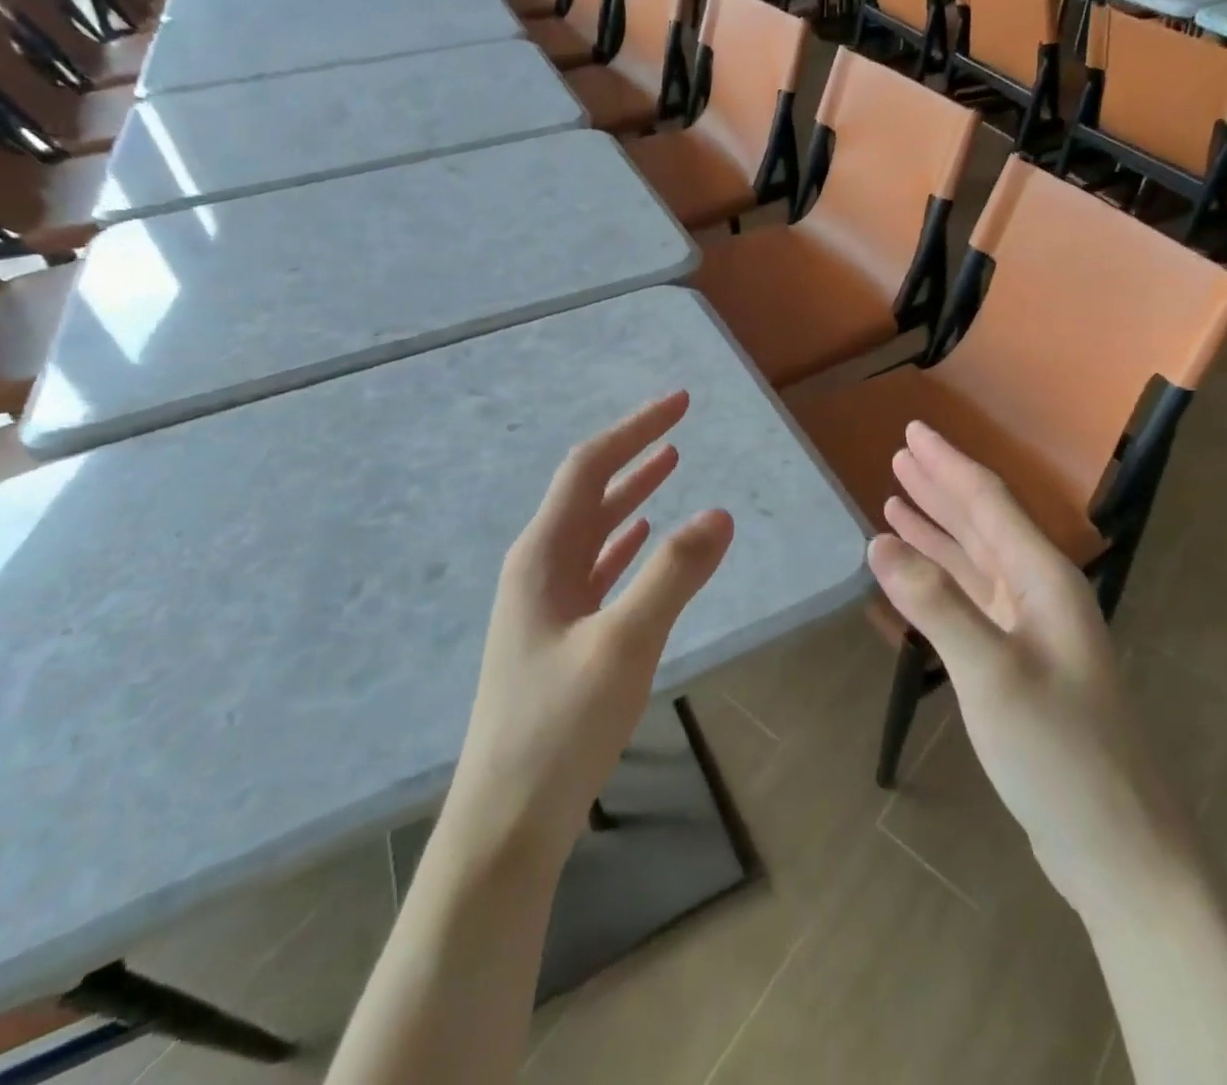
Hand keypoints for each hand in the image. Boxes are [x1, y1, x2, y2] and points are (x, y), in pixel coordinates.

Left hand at [443, 391, 733, 873]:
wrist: (506, 822)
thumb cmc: (559, 729)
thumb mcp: (623, 645)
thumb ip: (672, 576)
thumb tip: (719, 513)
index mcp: (542, 556)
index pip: (589, 468)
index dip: (635, 430)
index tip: (681, 404)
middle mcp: (538, 567)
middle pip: (588, 490)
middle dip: (635, 452)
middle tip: (680, 423)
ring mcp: (545, 602)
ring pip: (593, 528)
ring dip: (631, 493)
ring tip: (670, 463)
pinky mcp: (558, 633)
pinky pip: (595, 567)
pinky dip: (623, 541)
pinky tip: (641, 535)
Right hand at [866, 423, 1189, 909]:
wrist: (1118, 846)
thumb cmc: (1060, 754)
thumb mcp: (991, 674)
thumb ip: (935, 604)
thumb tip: (878, 541)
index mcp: (1043, 579)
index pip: (988, 502)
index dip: (948, 464)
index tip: (913, 431)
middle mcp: (1040, 591)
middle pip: (984, 521)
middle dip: (941, 485)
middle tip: (900, 453)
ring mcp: (1032, 627)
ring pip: (976, 557)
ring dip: (939, 525)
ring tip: (897, 497)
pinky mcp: (1020, 659)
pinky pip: (973, 596)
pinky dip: (943, 573)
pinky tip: (918, 567)